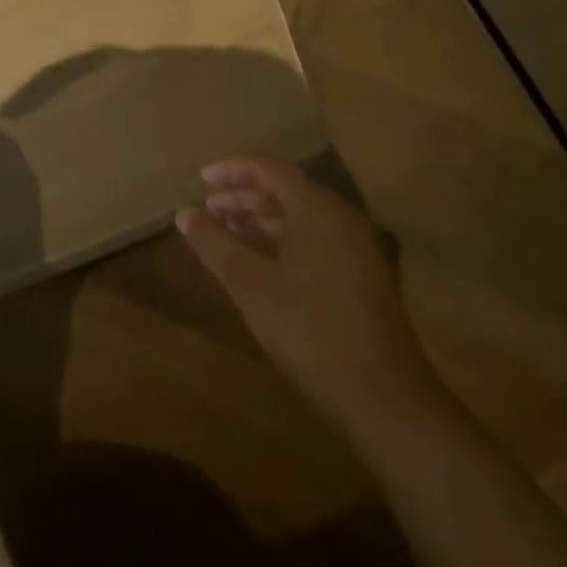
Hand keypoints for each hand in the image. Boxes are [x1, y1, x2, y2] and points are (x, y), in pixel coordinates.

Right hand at [176, 155, 441, 431]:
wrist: (382, 396)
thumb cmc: (310, 329)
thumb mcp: (250, 285)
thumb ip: (214, 244)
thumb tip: (184, 213)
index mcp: (319, 211)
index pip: (271, 170)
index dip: (233, 170)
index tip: (201, 179)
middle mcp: (341, 220)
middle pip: (286, 192)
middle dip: (243, 197)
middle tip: (207, 210)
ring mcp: (355, 249)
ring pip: (300, 218)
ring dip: (259, 220)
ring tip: (224, 233)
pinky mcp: (360, 276)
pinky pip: (313, 240)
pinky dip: (280, 241)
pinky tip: (256, 262)